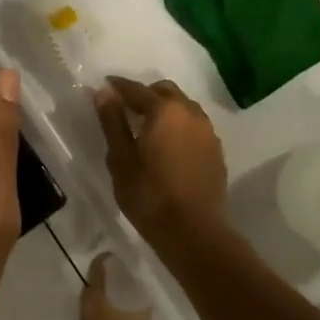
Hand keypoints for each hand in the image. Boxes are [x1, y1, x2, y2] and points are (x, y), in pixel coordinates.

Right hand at [93, 77, 230, 259]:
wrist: (195, 233)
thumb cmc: (149, 196)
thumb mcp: (120, 159)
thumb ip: (112, 122)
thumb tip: (104, 92)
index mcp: (164, 111)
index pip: (136, 89)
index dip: (118, 86)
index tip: (104, 86)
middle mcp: (189, 113)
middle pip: (164, 91)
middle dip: (144, 94)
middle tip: (125, 109)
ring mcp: (207, 131)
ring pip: (183, 107)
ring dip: (164, 109)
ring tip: (146, 127)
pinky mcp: (216, 150)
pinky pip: (194, 125)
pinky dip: (178, 125)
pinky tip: (167, 145)